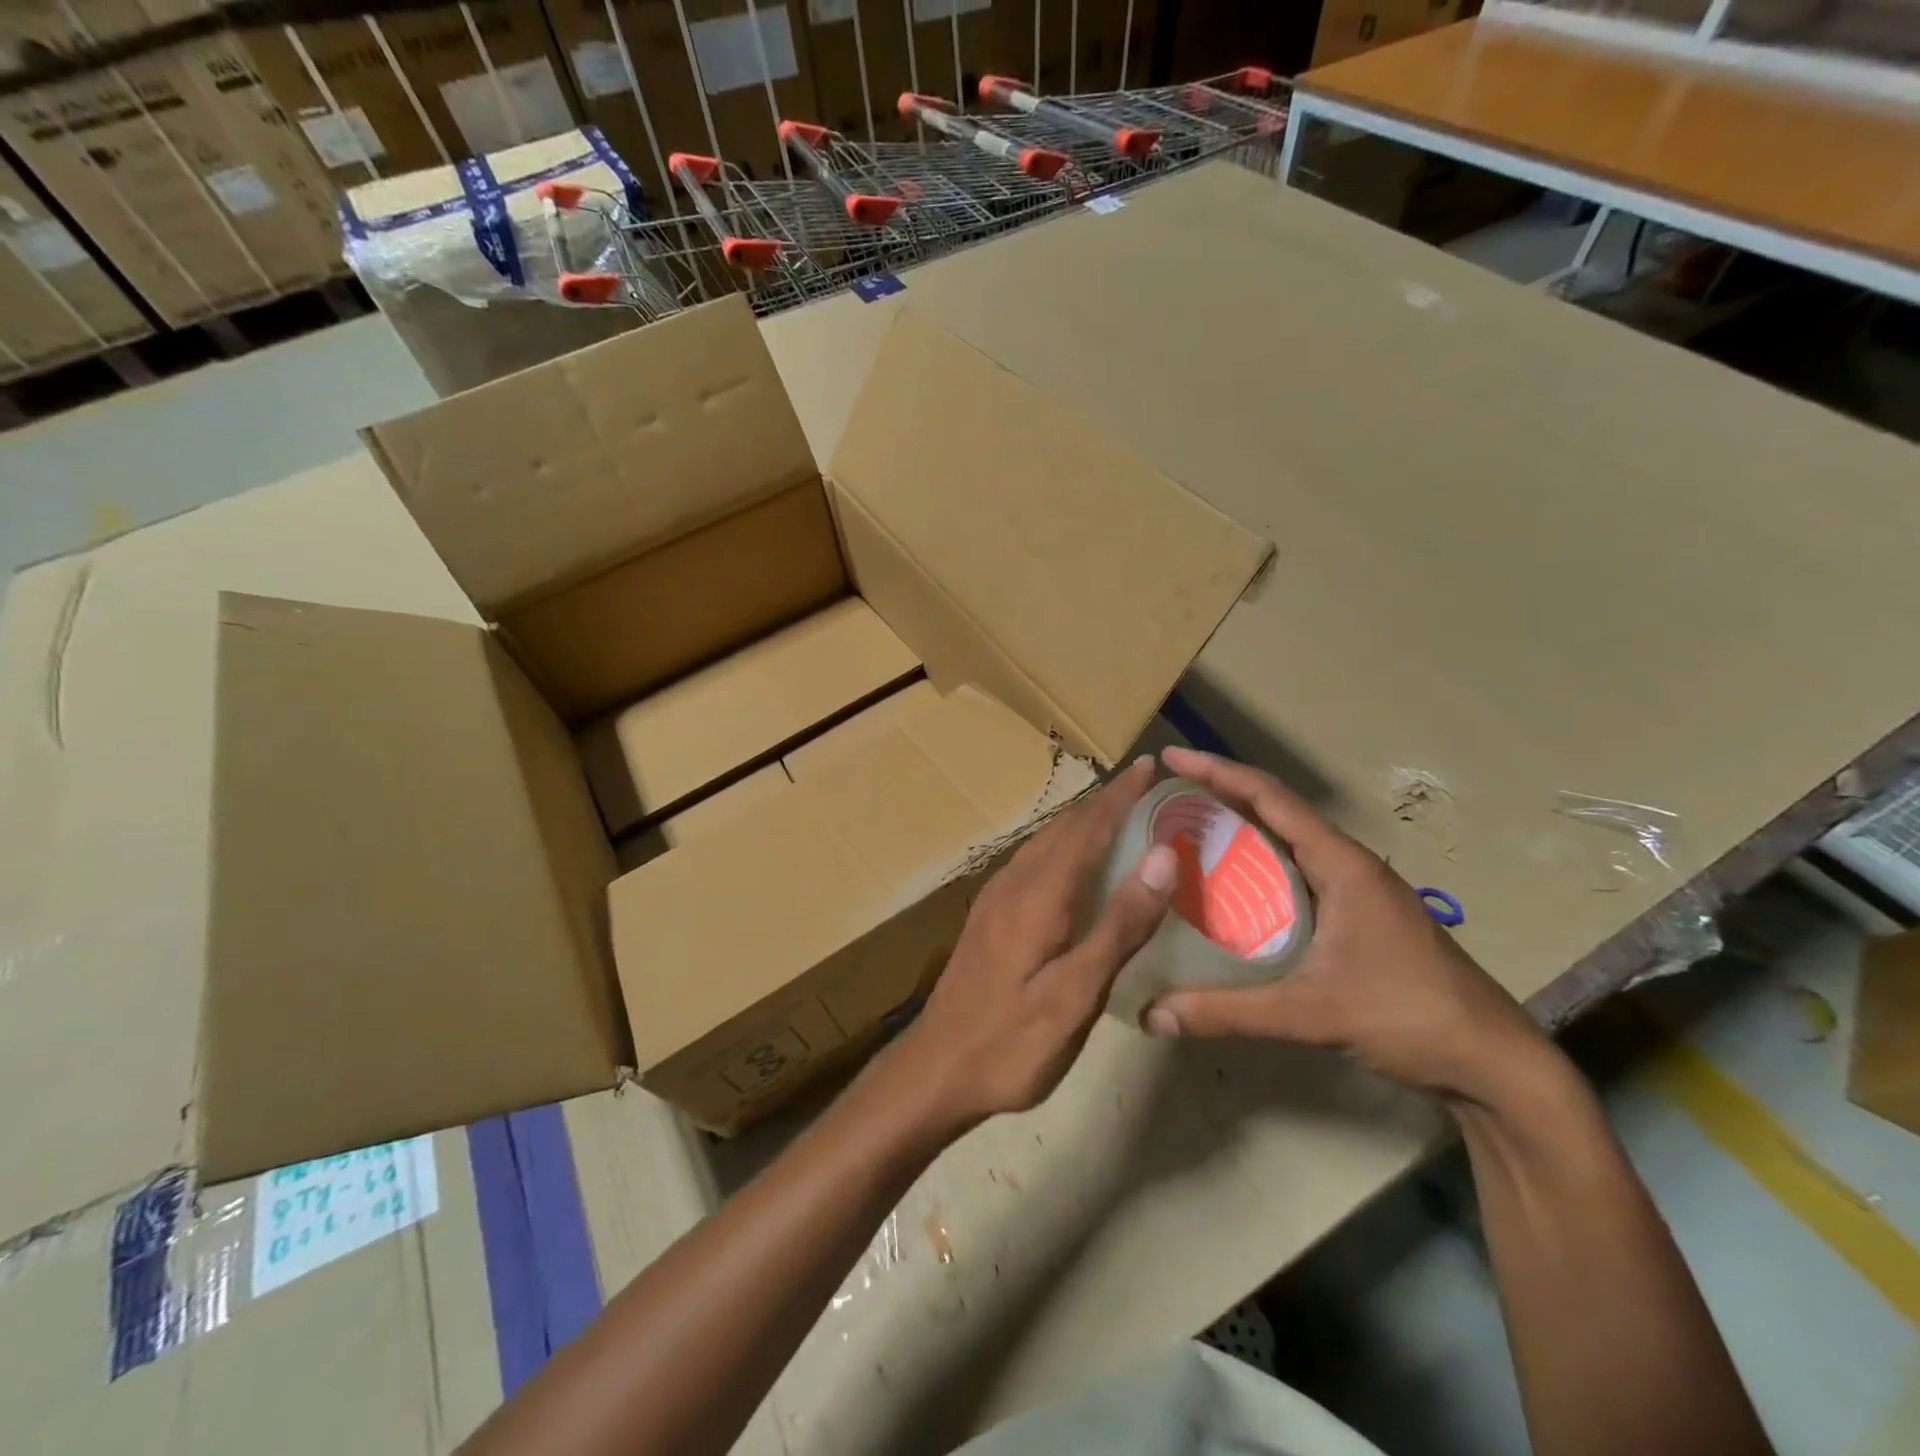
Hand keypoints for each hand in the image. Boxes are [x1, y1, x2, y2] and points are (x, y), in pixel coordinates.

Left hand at [900, 756, 1177, 1129]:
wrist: (936, 1068)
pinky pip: (1034, 861)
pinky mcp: (989, 916)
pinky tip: (1075, 864)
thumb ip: (1120, 924)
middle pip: (1065, 828)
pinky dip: (1063, 846)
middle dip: (1104, 801)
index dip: (1120, 795)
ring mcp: (996, 898)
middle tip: (1144, 786)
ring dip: (1082, 821)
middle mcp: (1015, 883)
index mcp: (1039, 894)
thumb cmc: (1012, 1041)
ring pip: (1046, 842)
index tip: (1150, 765)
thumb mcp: (1077, 993)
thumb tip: (1163, 855)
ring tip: (1117, 813)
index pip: (1088, 828)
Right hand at [1144, 746, 1553, 1105]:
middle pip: (1276, 812)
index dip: (1217, 772)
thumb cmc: (1409, 1016)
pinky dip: (1259, 869)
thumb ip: (1229, 1012)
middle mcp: (1349, 865)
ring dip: (1241, 832)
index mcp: (1341, 864)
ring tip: (1188, 836)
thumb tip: (1153, 1015)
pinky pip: (1297, 875)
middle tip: (1167, 800)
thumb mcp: (1312, 1012)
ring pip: (1287, 844)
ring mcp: (1358, 891)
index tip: (1171, 759)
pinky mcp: (1360, 917)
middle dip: (1221, 796)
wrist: (1495, 1064)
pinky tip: (1232, 892)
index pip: (1270, 798)